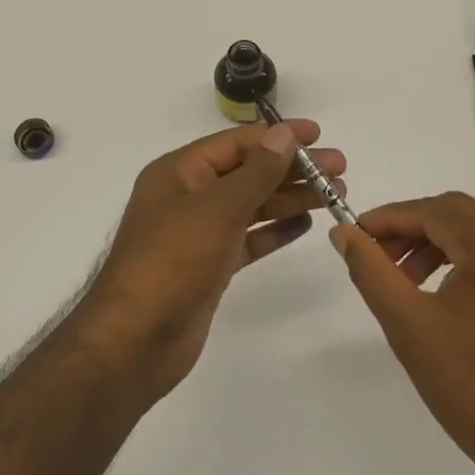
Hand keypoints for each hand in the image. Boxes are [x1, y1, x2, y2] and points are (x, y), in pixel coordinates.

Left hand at [73, 120, 344, 403]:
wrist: (135, 340)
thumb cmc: (172, 261)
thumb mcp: (217, 208)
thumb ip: (256, 171)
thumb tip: (284, 134)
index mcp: (180, 172)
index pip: (237, 143)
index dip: (278, 137)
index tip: (318, 135)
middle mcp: (189, 196)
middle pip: (248, 172)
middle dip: (292, 169)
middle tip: (339, 169)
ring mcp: (199, 233)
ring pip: (252, 205)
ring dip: (290, 197)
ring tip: (333, 194)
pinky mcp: (210, 266)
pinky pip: (248, 238)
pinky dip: (274, 230)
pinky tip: (304, 223)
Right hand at [333, 192, 474, 474]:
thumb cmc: (474, 388)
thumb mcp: (409, 325)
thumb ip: (371, 270)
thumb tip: (343, 232)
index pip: (435, 210)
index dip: (390, 218)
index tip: (355, 233)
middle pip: (459, 214)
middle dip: (413, 229)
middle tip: (376, 255)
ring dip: (438, 243)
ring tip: (404, 278)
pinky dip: (466, 260)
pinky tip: (442, 291)